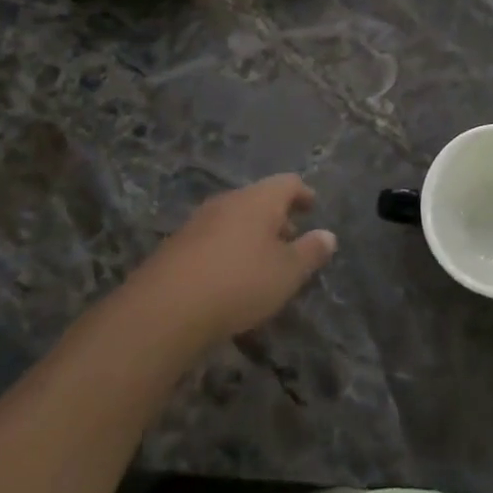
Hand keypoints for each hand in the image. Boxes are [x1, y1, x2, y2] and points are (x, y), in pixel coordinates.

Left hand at [131, 175, 336, 347]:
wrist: (163, 310)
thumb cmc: (239, 283)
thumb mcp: (286, 273)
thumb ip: (310, 252)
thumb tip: (328, 235)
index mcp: (258, 199)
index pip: (288, 183)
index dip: (303, 194)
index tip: (312, 207)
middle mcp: (228, 201)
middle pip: (258, 199)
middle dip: (276, 217)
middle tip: (291, 239)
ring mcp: (198, 222)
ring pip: (233, 219)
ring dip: (251, 235)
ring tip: (262, 262)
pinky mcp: (176, 247)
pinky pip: (212, 240)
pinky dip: (228, 250)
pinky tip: (229, 279)